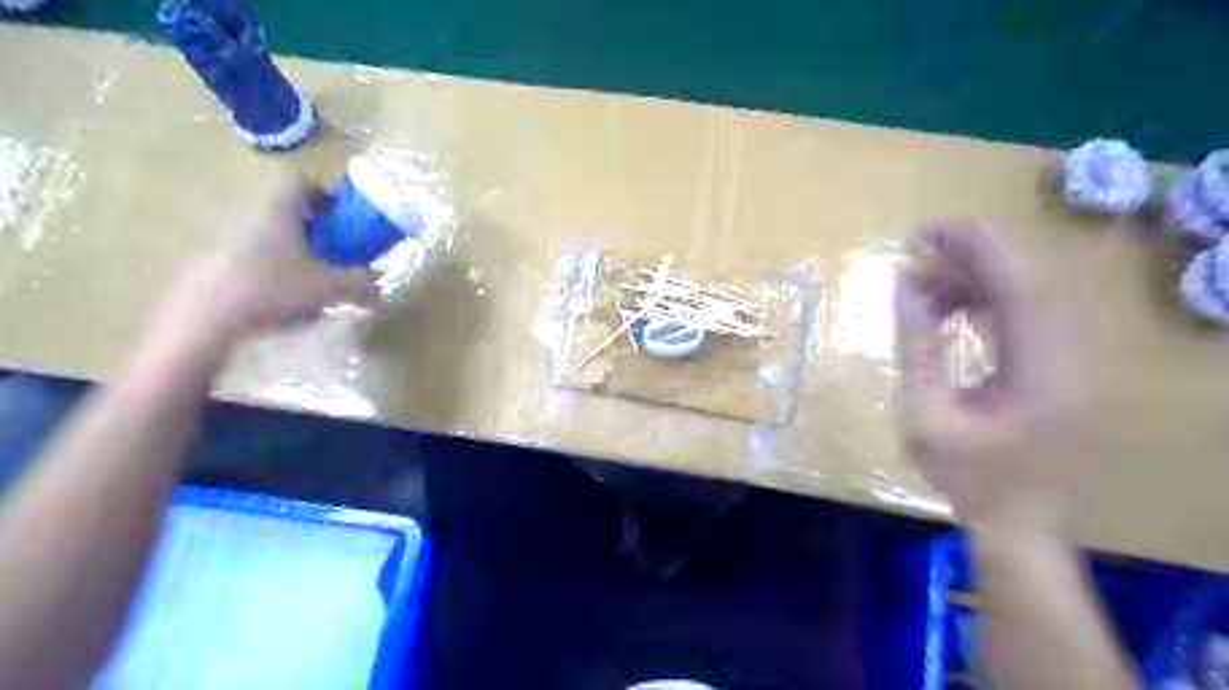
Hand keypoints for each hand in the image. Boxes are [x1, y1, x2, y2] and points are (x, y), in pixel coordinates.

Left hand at [157, 177, 380, 349]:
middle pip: (282, 209)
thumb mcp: (329, 287)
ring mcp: (225, 239)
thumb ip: (359, 282)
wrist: (206, 317)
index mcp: (279, 211)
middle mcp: (249, 215)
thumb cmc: (275, 288)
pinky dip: (267, 270)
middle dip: (308, 227)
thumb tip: (379, 282)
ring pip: (264, 234)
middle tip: (329, 251)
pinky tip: (278, 300)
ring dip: (287, 250)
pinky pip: (247, 258)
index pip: (298, 180)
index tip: (338, 215)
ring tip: (306, 280)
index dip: (321, 192)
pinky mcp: (210, 264)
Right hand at [894, 221, 1082, 527]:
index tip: (928, 229)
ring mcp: (1068, 362)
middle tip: (917, 248)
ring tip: (920, 286)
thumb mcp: (926, 415)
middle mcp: (1069, 356)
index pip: (1019, 285)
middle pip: (1027, 282)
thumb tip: (903, 286)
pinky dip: (983, 305)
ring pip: (1025, 297)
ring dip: (973, 282)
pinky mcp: (1057, 369)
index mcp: (1043, 369)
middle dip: (971, 256)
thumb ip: (916, 346)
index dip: (976, 248)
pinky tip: (945, 309)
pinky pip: (1022, 318)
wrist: (1019, 526)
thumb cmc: (968, 478)